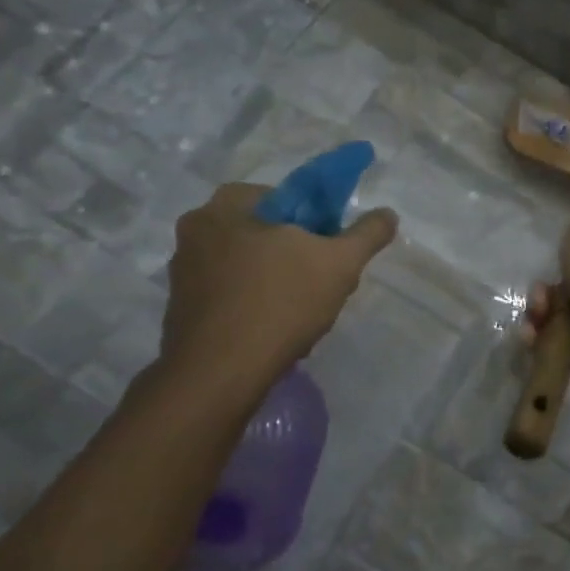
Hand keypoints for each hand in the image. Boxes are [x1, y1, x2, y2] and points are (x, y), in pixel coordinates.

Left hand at [159, 183, 397, 404]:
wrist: (220, 373)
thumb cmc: (280, 302)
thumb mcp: (340, 263)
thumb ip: (367, 233)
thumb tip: (388, 214)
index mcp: (225, 206)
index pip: (282, 197)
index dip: (315, 221)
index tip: (330, 249)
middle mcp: (195, 230)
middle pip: (265, 233)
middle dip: (296, 254)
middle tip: (322, 281)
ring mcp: (183, 272)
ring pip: (248, 265)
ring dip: (277, 281)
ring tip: (302, 312)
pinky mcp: (181, 308)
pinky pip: (230, 294)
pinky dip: (255, 305)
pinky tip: (275, 329)